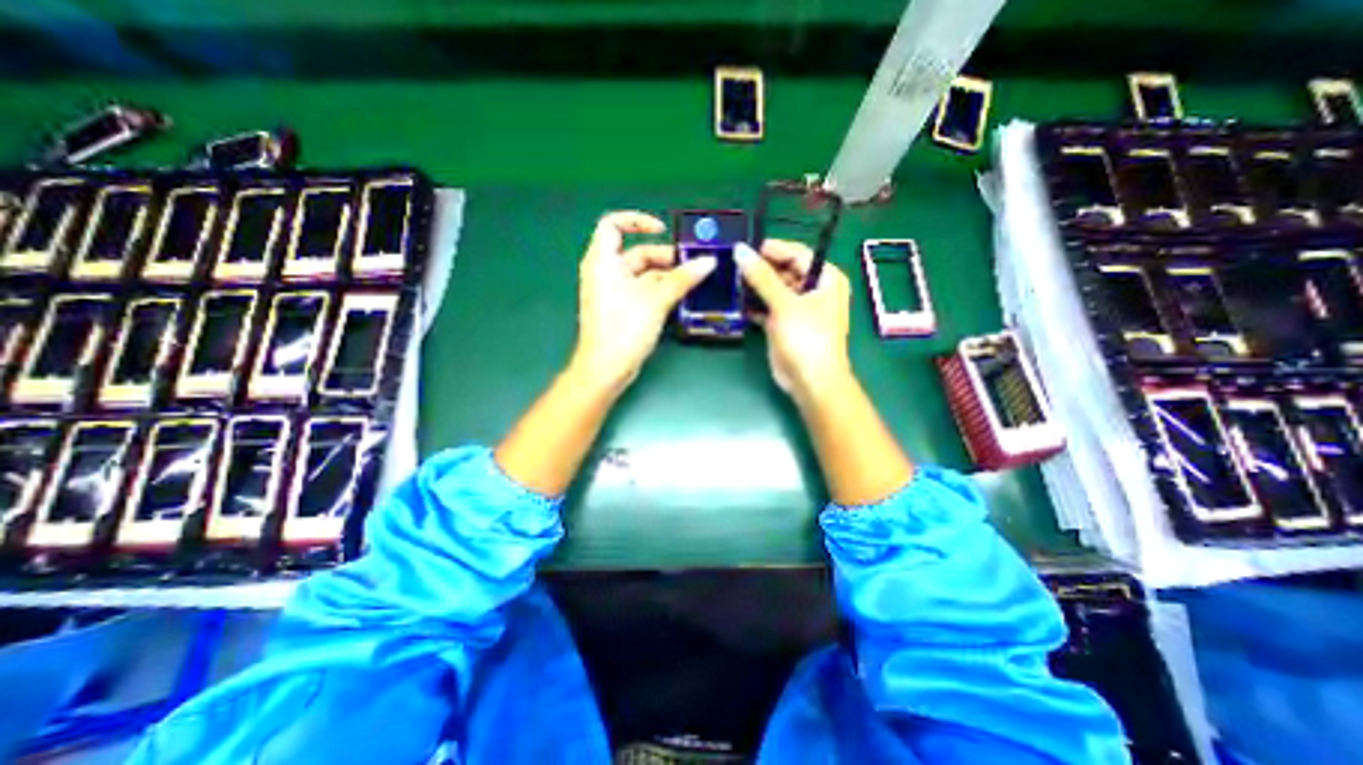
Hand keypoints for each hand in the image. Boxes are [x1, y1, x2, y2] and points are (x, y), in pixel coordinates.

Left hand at [570, 211, 714, 392]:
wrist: (606, 369)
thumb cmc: (624, 328)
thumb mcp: (656, 299)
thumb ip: (683, 278)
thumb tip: (709, 261)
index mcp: (603, 261)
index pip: (613, 225)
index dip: (637, 221)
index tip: (662, 231)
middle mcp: (606, 272)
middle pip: (637, 253)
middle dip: (665, 257)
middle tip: (693, 264)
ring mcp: (614, 293)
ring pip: (644, 275)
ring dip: (668, 276)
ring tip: (694, 281)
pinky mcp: (623, 310)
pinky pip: (644, 292)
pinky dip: (661, 291)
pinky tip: (682, 296)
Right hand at [735, 244, 847, 398]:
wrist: (810, 381)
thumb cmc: (806, 337)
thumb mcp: (785, 303)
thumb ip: (761, 276)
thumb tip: (740, 250)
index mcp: (825, 278)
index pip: (796, 253)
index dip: (772, 249)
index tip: (744, 248)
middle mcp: (814, 290)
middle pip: (784, 270)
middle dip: (760, 269)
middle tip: (732, 265)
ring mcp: (799, 308)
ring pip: (774, 289)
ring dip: (754, 287)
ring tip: (730, 281)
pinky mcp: (785, 324)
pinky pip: (768, 307)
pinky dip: (755, 305)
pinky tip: (737, 303)